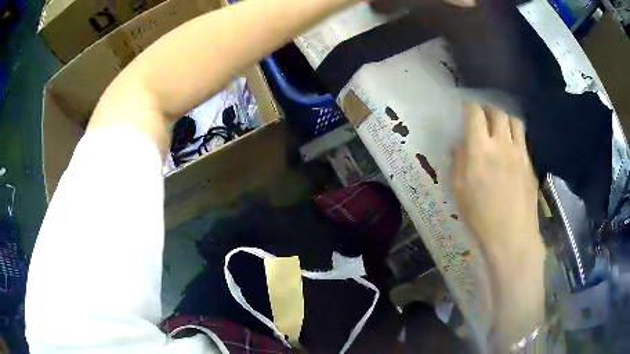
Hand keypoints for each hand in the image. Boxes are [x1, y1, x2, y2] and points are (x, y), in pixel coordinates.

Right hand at [451, 103, 542, 267]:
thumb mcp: (460, 192)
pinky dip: (515, 136)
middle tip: (483, 115)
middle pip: (497, 112)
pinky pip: (523, 140)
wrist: (512, 236)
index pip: (475, 114)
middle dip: (488, 108)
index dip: (469, 105)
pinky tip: (511, 148)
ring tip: (500, 126)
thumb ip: (458, 163)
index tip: (465, 107)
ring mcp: (519, 153)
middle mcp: (501, 144)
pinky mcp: (530, 164)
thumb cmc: (480, 218)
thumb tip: (459, 146)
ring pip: (514, 121)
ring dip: (505, 118)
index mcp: (480, 150)